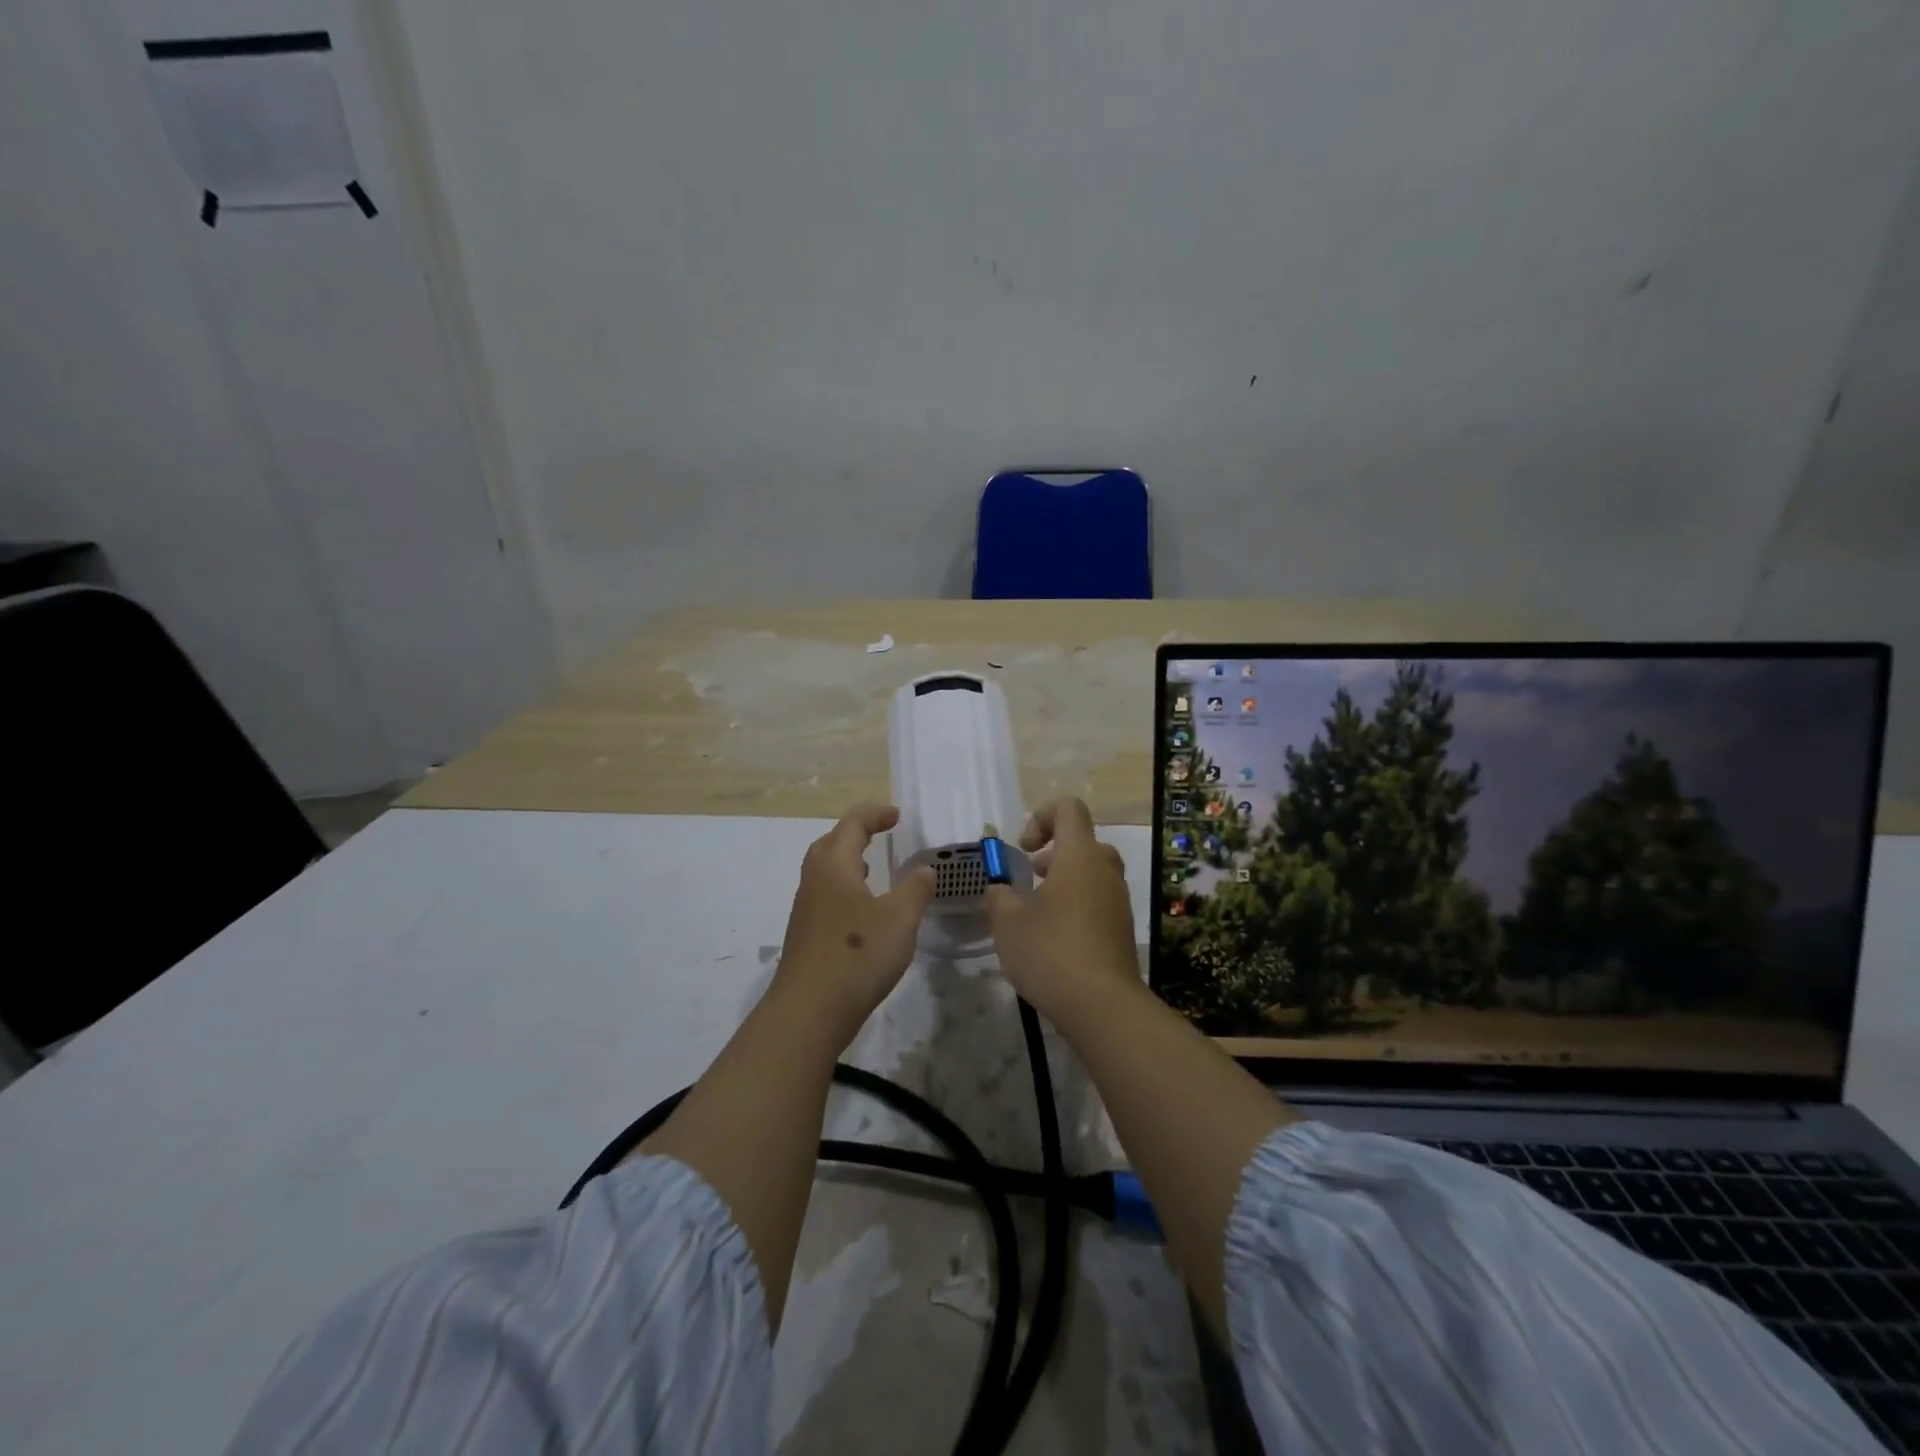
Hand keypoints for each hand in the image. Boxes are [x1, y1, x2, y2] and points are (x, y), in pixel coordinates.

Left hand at [772, 804, 935, 1037]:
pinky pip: (826, 897)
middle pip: (831, 843)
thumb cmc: (858, 954)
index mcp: (834, 865)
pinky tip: (863, 913)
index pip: (852, 824)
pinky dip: (846, 890)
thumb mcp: (900, 918)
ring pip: (826, 872)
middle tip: (880, 835)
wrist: (809, 1011)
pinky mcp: (806, 936)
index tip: (897, 816)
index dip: (875, 815)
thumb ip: (915, 889)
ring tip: (873, 869)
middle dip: (855, 834)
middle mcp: (814, 880)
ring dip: (849, 863)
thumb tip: (923, 870)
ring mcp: (806, 910)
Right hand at [984, 797, 1137, 1019]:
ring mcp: (1119, 901)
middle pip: (1084, 841)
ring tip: (1036, 912)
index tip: (1023, 850)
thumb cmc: (1051, 951)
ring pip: (1093, 873)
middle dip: (1053, 853)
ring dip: (1064, 882)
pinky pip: (1099, 902)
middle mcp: (1105, 870)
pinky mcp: (1122, 930)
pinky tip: (1054, 940)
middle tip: (1030, 879)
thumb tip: (999, 889)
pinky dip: (1077, 907)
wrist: (1103, 1006)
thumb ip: (999, 896)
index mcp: (1080, 856)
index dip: (1041, 816)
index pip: (1069, 808)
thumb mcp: (1008, 921)